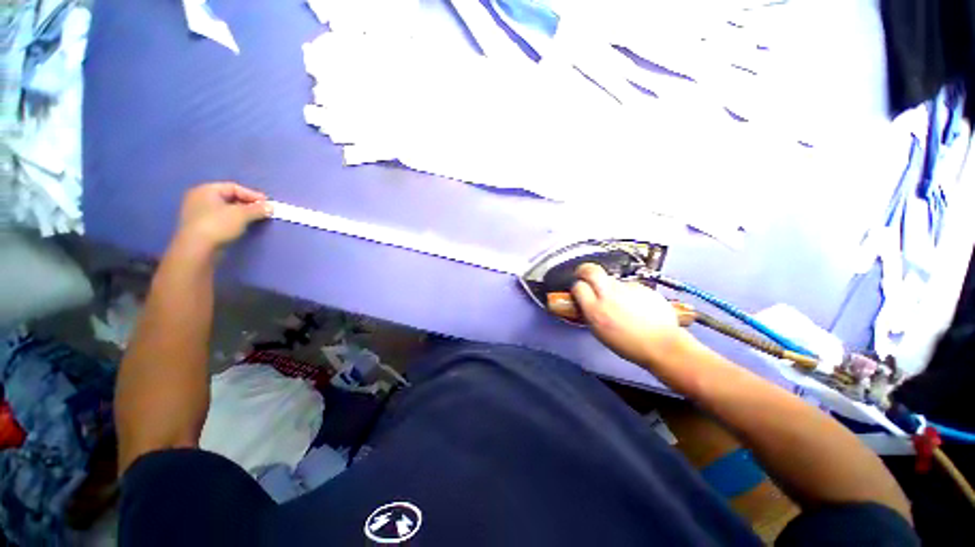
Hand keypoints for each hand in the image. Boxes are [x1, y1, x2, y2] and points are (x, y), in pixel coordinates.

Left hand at [176, 182, 271, 249]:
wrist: (197, 249)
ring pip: (224, 208)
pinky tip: (241, 226)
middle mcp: (199, 198)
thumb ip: (258, 209)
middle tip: (262, 211)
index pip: (234, 187)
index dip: (252, 195)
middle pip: (229, 197)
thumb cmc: (218, 225)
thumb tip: (271, 207)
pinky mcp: (199, 226)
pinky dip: (232, 220)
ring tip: (254, 219)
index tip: (267, 204)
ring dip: (241, 213)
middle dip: (247, 204)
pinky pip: (220, 218)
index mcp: (206, 190)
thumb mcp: (242, 215)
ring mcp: (197, 213)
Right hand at [572, 263, 688, 366]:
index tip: (579, 289)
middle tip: (584, 274)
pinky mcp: (642, 287)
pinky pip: (629, 285)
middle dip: (584, 270)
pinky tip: (634, 305)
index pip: (578, 286)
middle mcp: (609, 296)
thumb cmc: (632, 345)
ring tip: (617, 301)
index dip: (577, 287)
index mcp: (596, 311)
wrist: (662, 345)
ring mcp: (627, 289)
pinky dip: (628, 292)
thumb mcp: (599, 332)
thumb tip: (584, 303)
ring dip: (608, 286)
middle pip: (590, 270)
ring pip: (611, 279)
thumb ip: (589, 313)